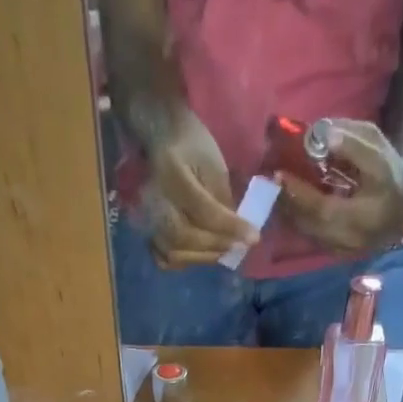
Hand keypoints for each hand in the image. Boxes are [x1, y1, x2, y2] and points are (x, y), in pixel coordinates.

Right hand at [141, 111, 260, 268]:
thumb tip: (236, 231)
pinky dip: (184, 262)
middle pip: (187, 237)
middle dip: (217, 245)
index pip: (205, 211)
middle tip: (239, 246)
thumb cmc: (192, 145)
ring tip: (224, 251)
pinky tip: (201, 254)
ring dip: (204, 257)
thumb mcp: (214, 164)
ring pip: (175, 253)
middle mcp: (156, 201)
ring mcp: (148, 218)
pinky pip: (164, 258)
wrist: (162, 139)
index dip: (231, 228)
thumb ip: (223, 199)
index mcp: (174, 175)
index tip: (254, 238)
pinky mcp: (149, 230)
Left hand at [275, 119, 402, 255]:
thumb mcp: (377, 150)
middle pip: (309, 224)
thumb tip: (318, 133)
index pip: (322, 207)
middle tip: (270, 183)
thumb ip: (350, 142)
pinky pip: (312, 237)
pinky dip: (298, 221)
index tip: (279, 174)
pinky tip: (288, 206)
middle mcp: (349, 238)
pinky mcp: (337, 252)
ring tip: (274, 192)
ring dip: (289, 214)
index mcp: (363, 214)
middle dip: (288, 203)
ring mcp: (342, 249)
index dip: (299, 192)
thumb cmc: (390, 173)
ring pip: (308, 233)